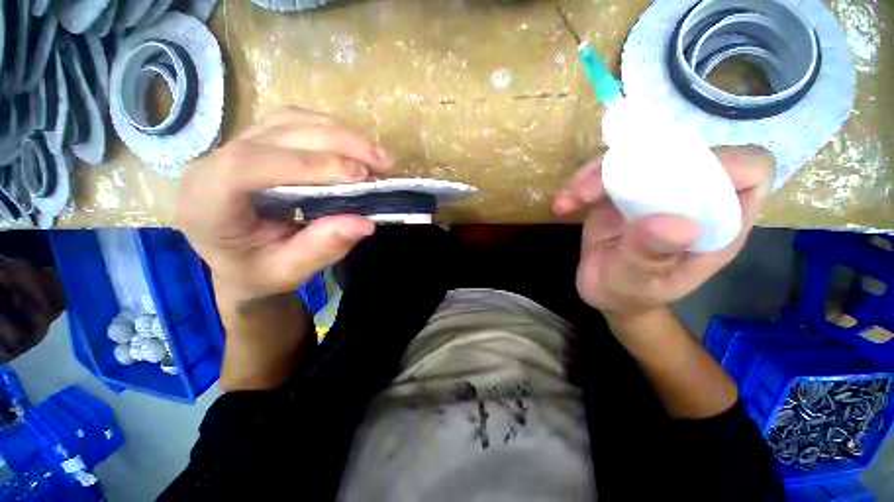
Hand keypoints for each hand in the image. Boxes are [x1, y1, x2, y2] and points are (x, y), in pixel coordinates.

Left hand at [176, 107, 393, 301]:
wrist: (239, 260)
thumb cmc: (258, 271)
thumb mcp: (289, 271)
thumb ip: (323, 248)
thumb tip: (366, 223)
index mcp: (207, 201)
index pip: (249, 164)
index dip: (308, 164)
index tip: (359, 177)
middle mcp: (213, 162)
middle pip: (277, 133)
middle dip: (339, 144)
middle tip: (382, 163)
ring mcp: (234, 144)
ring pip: (290, 121)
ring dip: (341, 134)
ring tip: (377, 156)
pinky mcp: (257, 140)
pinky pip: (296, 122)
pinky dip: (332, 131)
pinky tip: (355, 147)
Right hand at [553, 146, 774, 319]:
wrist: (604, 292)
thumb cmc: (628, 294)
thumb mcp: (637, 283)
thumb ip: (651, 257)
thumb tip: (676, 225)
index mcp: (718, 224)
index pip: (749, 171)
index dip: (720, 163)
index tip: (668, 178)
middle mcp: (691, 200)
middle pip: (683, 154)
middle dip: (637, 164)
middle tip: (594, 192)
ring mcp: (656, 194)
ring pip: (638, 158)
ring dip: (599, 173)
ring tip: (574, 198)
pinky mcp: (624, 194)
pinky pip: (607, 175)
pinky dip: (583, 184)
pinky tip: (564, 205)